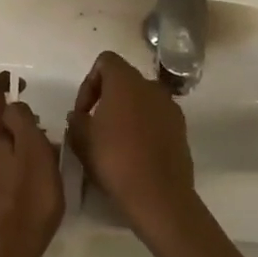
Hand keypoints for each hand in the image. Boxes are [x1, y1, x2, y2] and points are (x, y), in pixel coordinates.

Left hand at [0, 72, 65, 256]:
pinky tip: (30, 195)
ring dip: (20, 153)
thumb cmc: (24, 208)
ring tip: (46, 175)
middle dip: (22, 127)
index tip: (22, 83)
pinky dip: (14, 173)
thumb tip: (14, 105)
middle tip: (50, 144)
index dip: (4, 82)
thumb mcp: (36, 159)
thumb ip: (25, 125)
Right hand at [66, 51, 200, 239]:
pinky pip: (156, 118)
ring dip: (127, 112)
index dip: (89, 83)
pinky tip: (135, 152)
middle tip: (95, 125)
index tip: (83, 112)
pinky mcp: (181, 129)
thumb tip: (78, 115)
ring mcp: (170, 107)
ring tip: (115, 140)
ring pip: (142, 99)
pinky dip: (144, 126)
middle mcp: (151, 87)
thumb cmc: (114, 160)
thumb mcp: (81, 139)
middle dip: (107, 97)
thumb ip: (76, 120)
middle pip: (125, 80)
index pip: (105, 61)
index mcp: (126, 82)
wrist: (158, 195)